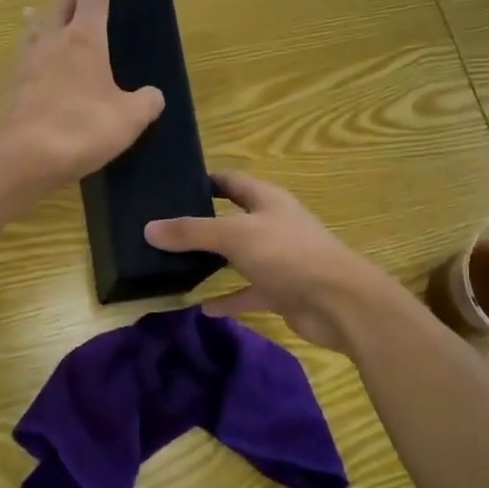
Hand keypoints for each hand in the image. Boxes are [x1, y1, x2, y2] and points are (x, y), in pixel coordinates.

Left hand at [0, 0, 164, 191]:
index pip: (95, 2)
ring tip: (32, 8)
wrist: (27, 154)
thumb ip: (145, 103)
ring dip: (37, 16)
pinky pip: (21, 59)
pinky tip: (24, 59)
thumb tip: (154, 95)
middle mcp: (55, 44)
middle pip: (59, 5)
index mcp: (86, 42)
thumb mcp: (129, 118)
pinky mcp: (13, 88)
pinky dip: (25, 51)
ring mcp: (29, 64)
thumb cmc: (85, 127)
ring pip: (34, 30)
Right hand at [144, 172, 395, 351]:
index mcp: (267, 200)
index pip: (232, 181)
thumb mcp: (234, 236)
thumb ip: (192, 232)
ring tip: (174, 265)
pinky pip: (247, 292)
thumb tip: (149, 228)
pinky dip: (228, 299)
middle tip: (164, 227)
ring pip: (238, 257)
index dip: (206, 179)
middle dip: (202, 223)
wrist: (340, 304)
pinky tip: (203, 308)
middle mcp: (273, 225)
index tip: (173, 185)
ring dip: (213, 262)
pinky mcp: (281, 291)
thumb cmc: (288, 255)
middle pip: (233, 218)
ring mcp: (278, 260)